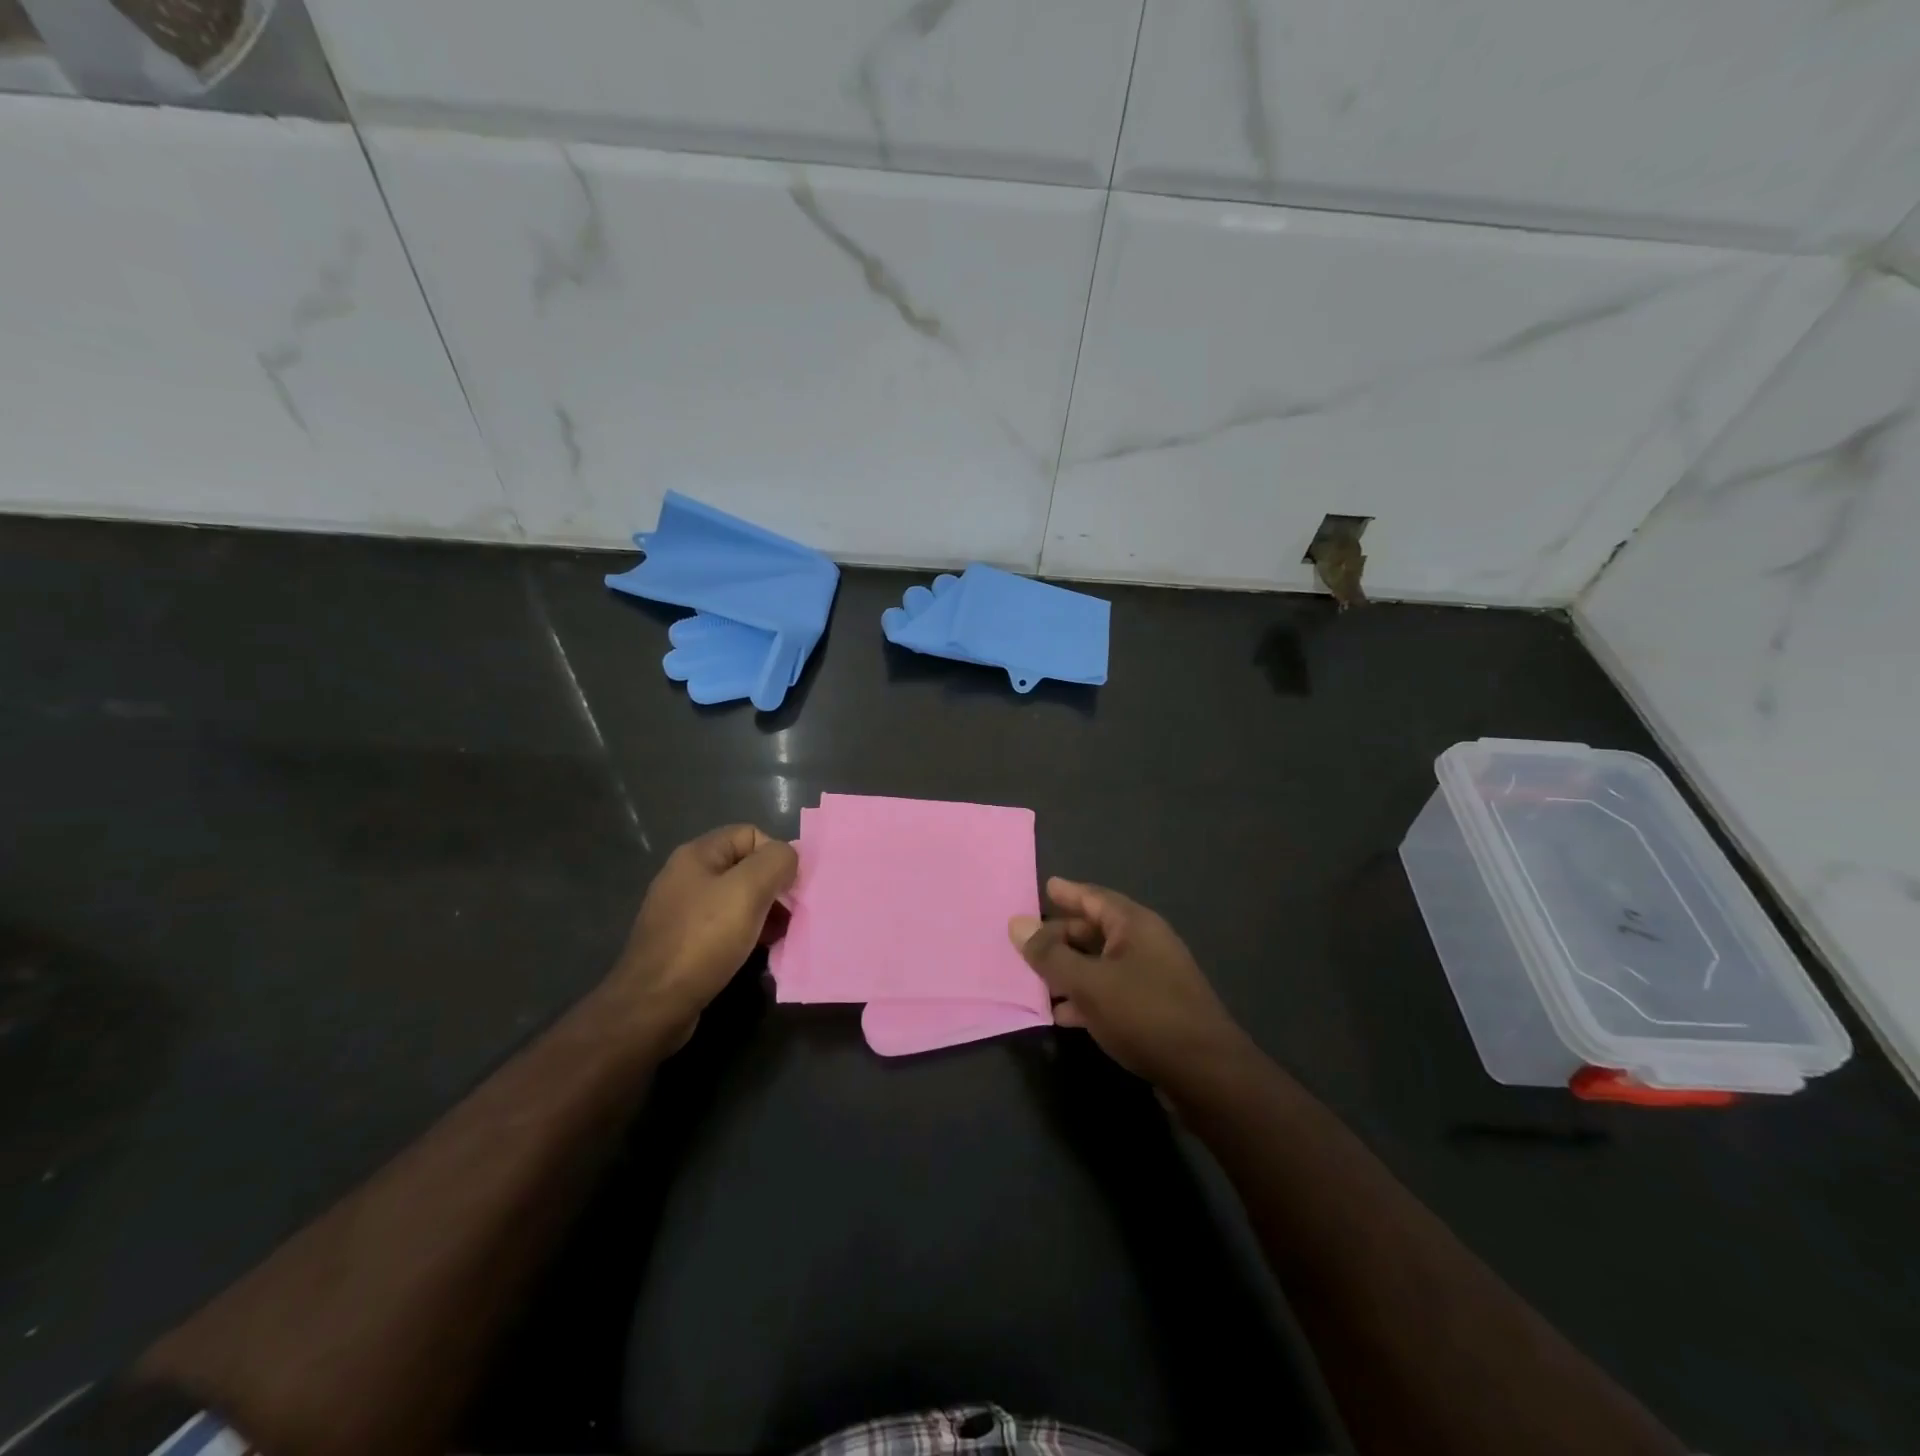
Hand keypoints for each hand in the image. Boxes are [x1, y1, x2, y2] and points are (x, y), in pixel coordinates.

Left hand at [609, 824, 796, 1049]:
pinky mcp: (682, 942)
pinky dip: (746, 934)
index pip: (751, 834)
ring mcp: (682, 911)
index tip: (790, 888)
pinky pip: (724, 927)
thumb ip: (776, 862)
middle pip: (745, 867)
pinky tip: (757, 952)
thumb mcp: (748, 890)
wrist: (653, 1005)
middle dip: (773, 887)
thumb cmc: (703, 940)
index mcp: (697, 855)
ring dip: (763, 913)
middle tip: (790, 915)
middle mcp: (686, 876)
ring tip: (779, 936)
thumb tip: (788, 858)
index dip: (776, 856)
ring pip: (737, 899)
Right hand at [1010, 879, 1247, 1088]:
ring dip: (1069, 970)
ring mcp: (1152, 977)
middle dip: (1061, 936)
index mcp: (1134, 925)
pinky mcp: (1154, 1010)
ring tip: (1034, 979)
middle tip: (1027, 941)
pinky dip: (1086, 997)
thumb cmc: (1144, 1014)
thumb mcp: (1088, 983)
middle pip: (1095, 931)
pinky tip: (1062, 1014)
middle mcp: (1145, 944)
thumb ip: (1050, 955)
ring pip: (1100, 964)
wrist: (1205, 1075)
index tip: (1045, 886)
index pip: (1094, 897)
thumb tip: (1017, 924)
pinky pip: (1111, 992)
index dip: (1068, 892)